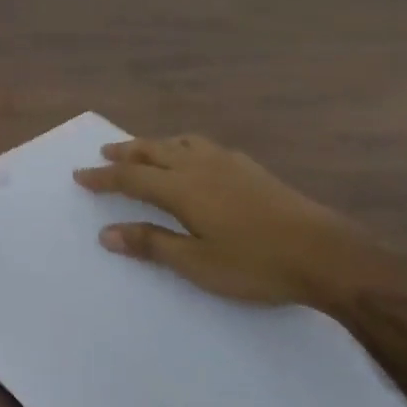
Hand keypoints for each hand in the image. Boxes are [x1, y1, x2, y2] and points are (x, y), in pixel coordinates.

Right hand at [73, 134, 406, 312]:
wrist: (325, 253)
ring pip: (180, 143)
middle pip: (153, 151)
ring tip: (142, 149)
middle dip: (125, 153)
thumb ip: (152, 244)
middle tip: (104, 154)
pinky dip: (182, 145)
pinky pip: (203, 145)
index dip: (104, 177)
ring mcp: (228, 163)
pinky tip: (193, 157)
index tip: (80, 175)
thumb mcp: (197, 263)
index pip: (132, 178)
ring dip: (154, 144)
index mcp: (182, 187)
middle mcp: (200, 165)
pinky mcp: (250, 168)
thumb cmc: (256, 264)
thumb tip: (107, 233)